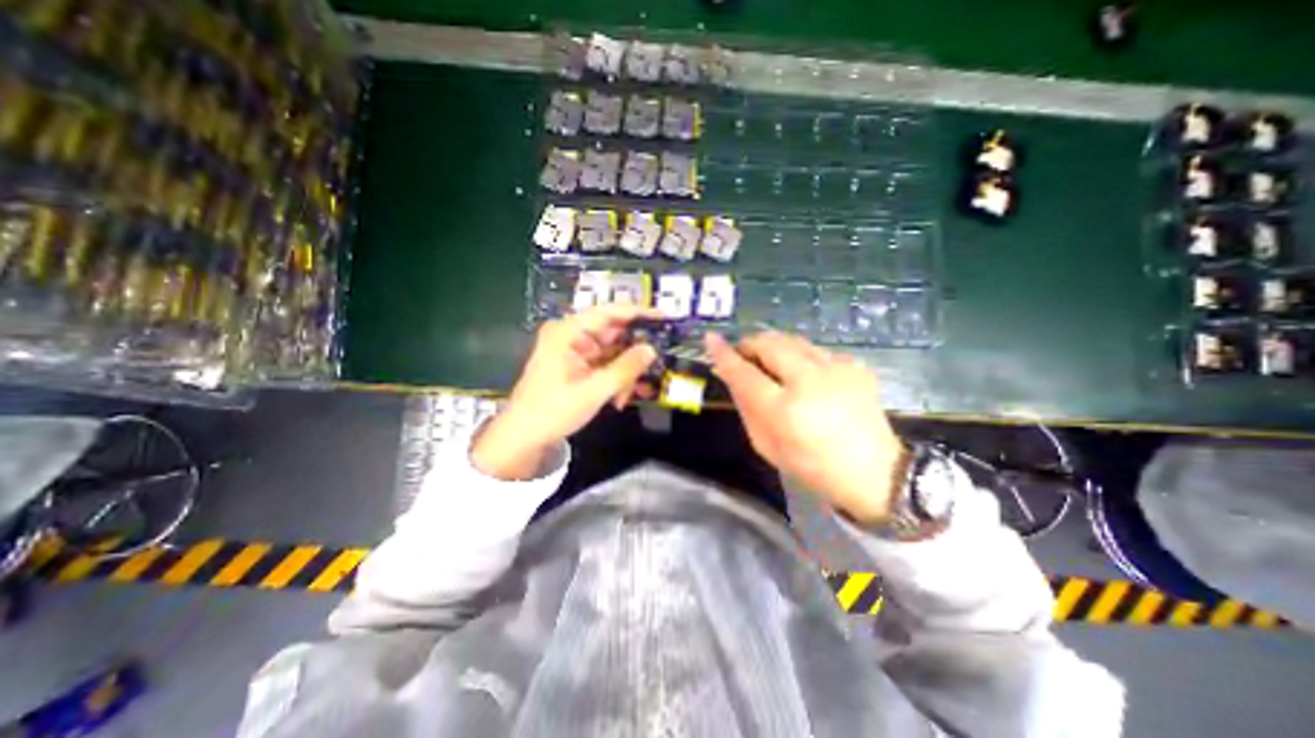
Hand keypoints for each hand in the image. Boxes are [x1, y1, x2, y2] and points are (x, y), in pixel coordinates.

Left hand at [471, 304, 657, 481]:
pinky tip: (620, 397)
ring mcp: (574, 351)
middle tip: (653, 366)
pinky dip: (615, 378)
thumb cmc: (552, 411)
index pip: (608, 312)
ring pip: (612, 351)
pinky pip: (604, 365)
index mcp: (568, 332)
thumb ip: (625, 369)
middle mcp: (571, 336)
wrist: (523, 437)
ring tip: (629, 393)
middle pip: (613, 333)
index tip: (663, 318)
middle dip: (632, 353)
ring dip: (624, 372)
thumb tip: (651, 349)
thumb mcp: (593, 391)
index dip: (637, 312)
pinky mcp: (577, 366)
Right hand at [704, 328, 909, 523]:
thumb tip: (731, 375)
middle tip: (744, 355)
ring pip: (793, 340)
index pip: (745, 372)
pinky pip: (815, 350)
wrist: (875, 472)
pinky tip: (805, 376)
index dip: (724, 354)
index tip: (711, 339)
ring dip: (775, 347)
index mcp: (785, 410)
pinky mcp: (855, 365)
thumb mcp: (767, 445)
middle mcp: (811, 381)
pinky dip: (801, 357)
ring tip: (771, 363)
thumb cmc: (812, 466)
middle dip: (751, 344)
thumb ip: (746, 407)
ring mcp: (837, 369)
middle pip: (770, 344)